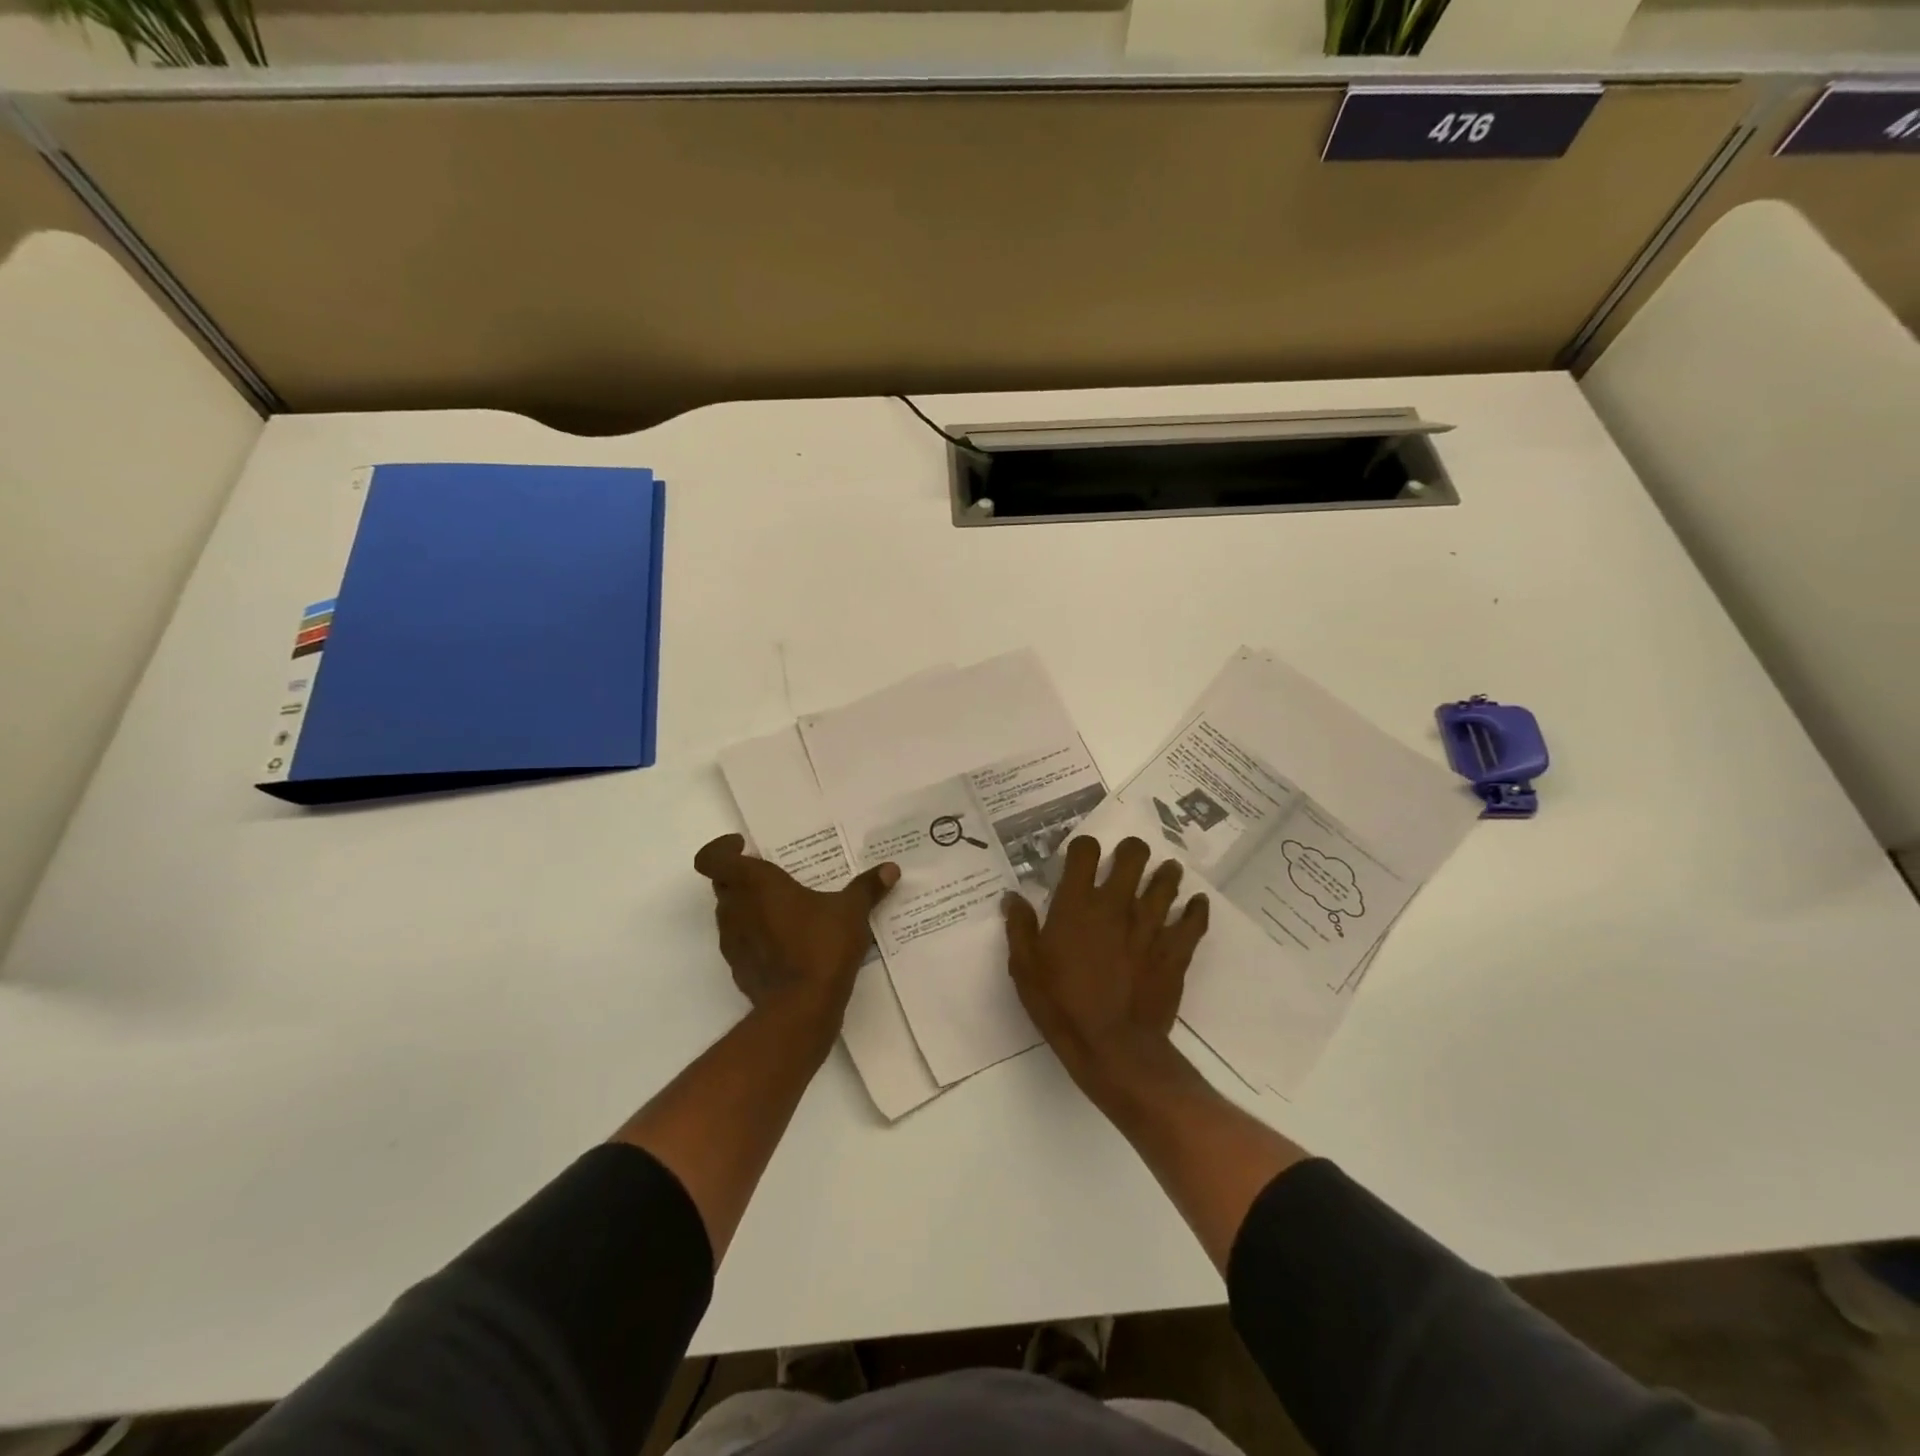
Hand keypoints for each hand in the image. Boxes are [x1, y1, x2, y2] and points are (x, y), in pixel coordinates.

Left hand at [694, 834, 898, 1038]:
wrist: (800, 1009)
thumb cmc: (821, 946)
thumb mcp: (851, 911)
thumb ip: (868, 887)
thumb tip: (890, 869)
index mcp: (755, 884)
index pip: (713, 859)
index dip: (721, 848)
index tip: (745, 846)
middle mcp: (736, 909)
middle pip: (724, 883)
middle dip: (744, 876)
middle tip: (776, 876)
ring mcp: (733, 941)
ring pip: (731, 913)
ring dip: (750, 906)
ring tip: (786, 908)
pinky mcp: (739, 968)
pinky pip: (742, 941)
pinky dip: (757, 935)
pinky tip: (787, 941)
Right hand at [1004, 836, 1208, 1095]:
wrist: (1113, 1047)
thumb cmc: (1062, 1005)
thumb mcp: (1025, 968)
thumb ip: (1019, 928)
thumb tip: (1013, 897)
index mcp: (1077, 904)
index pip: (1084, 852)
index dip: (1084, 846)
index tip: (1083, 855)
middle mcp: (1116, 904)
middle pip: (1133, 856)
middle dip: (1132, 851)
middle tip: (1130, 857)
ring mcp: (1150, 925)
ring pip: (1166, 882)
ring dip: (1166, 874)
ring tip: (1166, 872)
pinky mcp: (1175, 950)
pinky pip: (1193, 920)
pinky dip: (1196, 909)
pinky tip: (1196, 904)